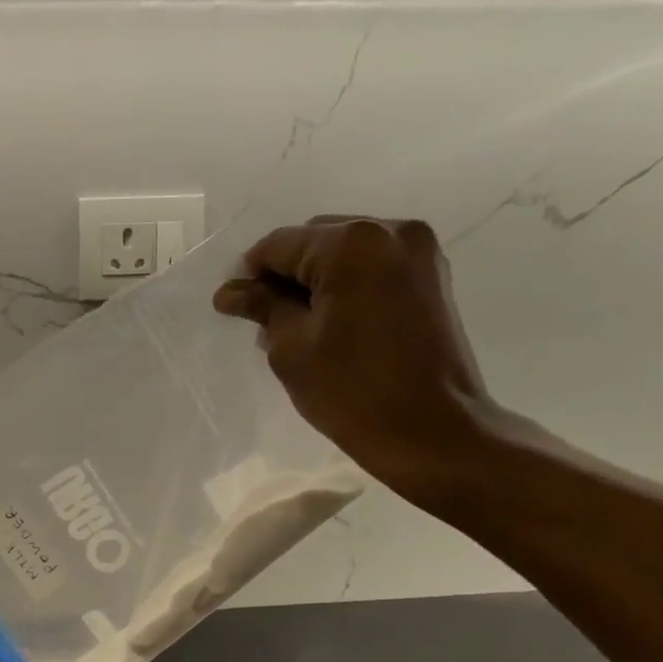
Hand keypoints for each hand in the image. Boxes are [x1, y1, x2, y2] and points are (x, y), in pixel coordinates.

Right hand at [212, 216, 499, 506]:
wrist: (431, 431)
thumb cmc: (351, 392)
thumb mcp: (292, 350)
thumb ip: (262, 308)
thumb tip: (230, 291)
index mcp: (352, 244)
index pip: (281, 244)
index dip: (249, 274)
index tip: (231, 307)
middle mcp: (390, 231)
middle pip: (317, 240)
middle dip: (285, 276)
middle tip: (263, 320)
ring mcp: (418, 252)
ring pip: (347, 254)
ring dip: (316, 282)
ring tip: (295, 327)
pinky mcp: (432, 278)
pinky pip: (373, 269)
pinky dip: (346, 288)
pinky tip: (330, 325)